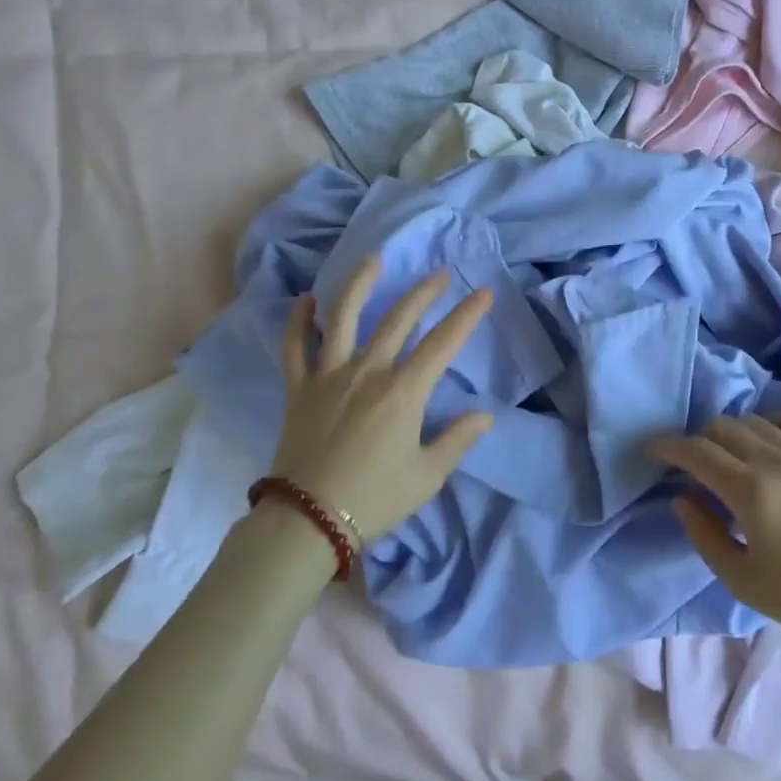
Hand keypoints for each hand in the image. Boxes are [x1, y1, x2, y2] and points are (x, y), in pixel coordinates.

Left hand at [269, 258, 493, 542]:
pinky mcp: (299, 388)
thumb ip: (457, 440)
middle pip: (398, 319)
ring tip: (374, 260)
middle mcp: (367, 372)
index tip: (484, 293)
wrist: (308, 520)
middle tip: (441, 275)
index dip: (467, 315)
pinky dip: (299, 321)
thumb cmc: (374, 499)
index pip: (442, 343)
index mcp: (403, 392)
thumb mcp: (427, 476)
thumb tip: (485, 415)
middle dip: (424, 293)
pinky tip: (305, 300)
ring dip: (360, 284)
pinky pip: (295, 346)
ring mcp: (329, 375)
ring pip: (344, 317)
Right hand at [651, 414, 780, 673]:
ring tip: (729, 456)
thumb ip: (704, 535)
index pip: (697, 451)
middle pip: (722, 428)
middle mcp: (775, 461)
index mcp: (750, 493)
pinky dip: (773, 422)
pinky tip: (770, 441)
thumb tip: (683, 498)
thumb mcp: (743, 581)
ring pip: (755, 420)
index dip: (669, 446)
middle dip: (698, 440)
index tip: (654, 450)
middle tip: (693, 464)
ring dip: (731, 432)